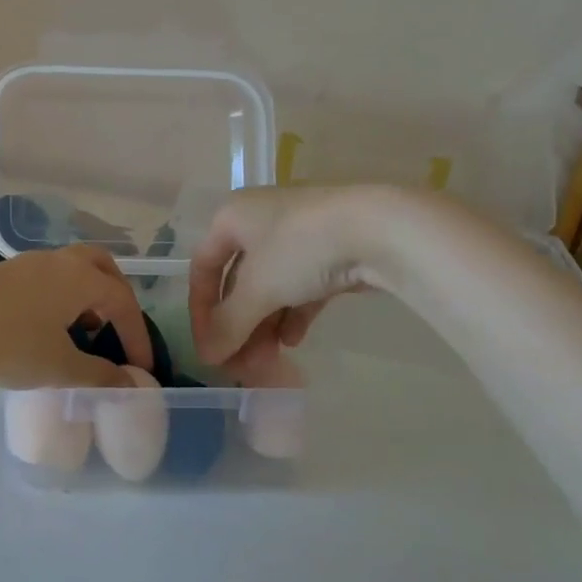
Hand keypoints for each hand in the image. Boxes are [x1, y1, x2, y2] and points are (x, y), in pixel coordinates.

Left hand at [0, 245, 153, 388]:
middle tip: (118, 328)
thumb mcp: (59, 368)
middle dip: (116, 296)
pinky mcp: (3, 274)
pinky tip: (47, 329)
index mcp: (80, 277)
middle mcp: (57, 261)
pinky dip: (61, 298)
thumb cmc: (9, 345)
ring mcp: (27, 264)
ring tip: (83, 332)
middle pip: (100, 267)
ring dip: (86, 296)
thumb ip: (99, 375)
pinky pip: (47, 279)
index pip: (123, 300)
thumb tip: (130, 383)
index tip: (142, 367)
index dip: (137, 334)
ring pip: (71, 270)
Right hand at [189, 186, 394, 365]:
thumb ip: (229, 325)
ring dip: (264, 326)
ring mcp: (297, 234)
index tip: (208, 348)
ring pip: (270, 287)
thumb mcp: (257, 289)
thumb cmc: (300, 248)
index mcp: (231, 217)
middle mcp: (258, 220)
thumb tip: (207, 357)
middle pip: (238, 282)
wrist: (381, 229)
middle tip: (242, 364)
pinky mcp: (329, 250)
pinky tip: (294, 341)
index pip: (203, 269)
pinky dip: (292, 314)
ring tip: (269, 360)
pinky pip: (299, 286)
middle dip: (239, 326)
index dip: (201, 312)